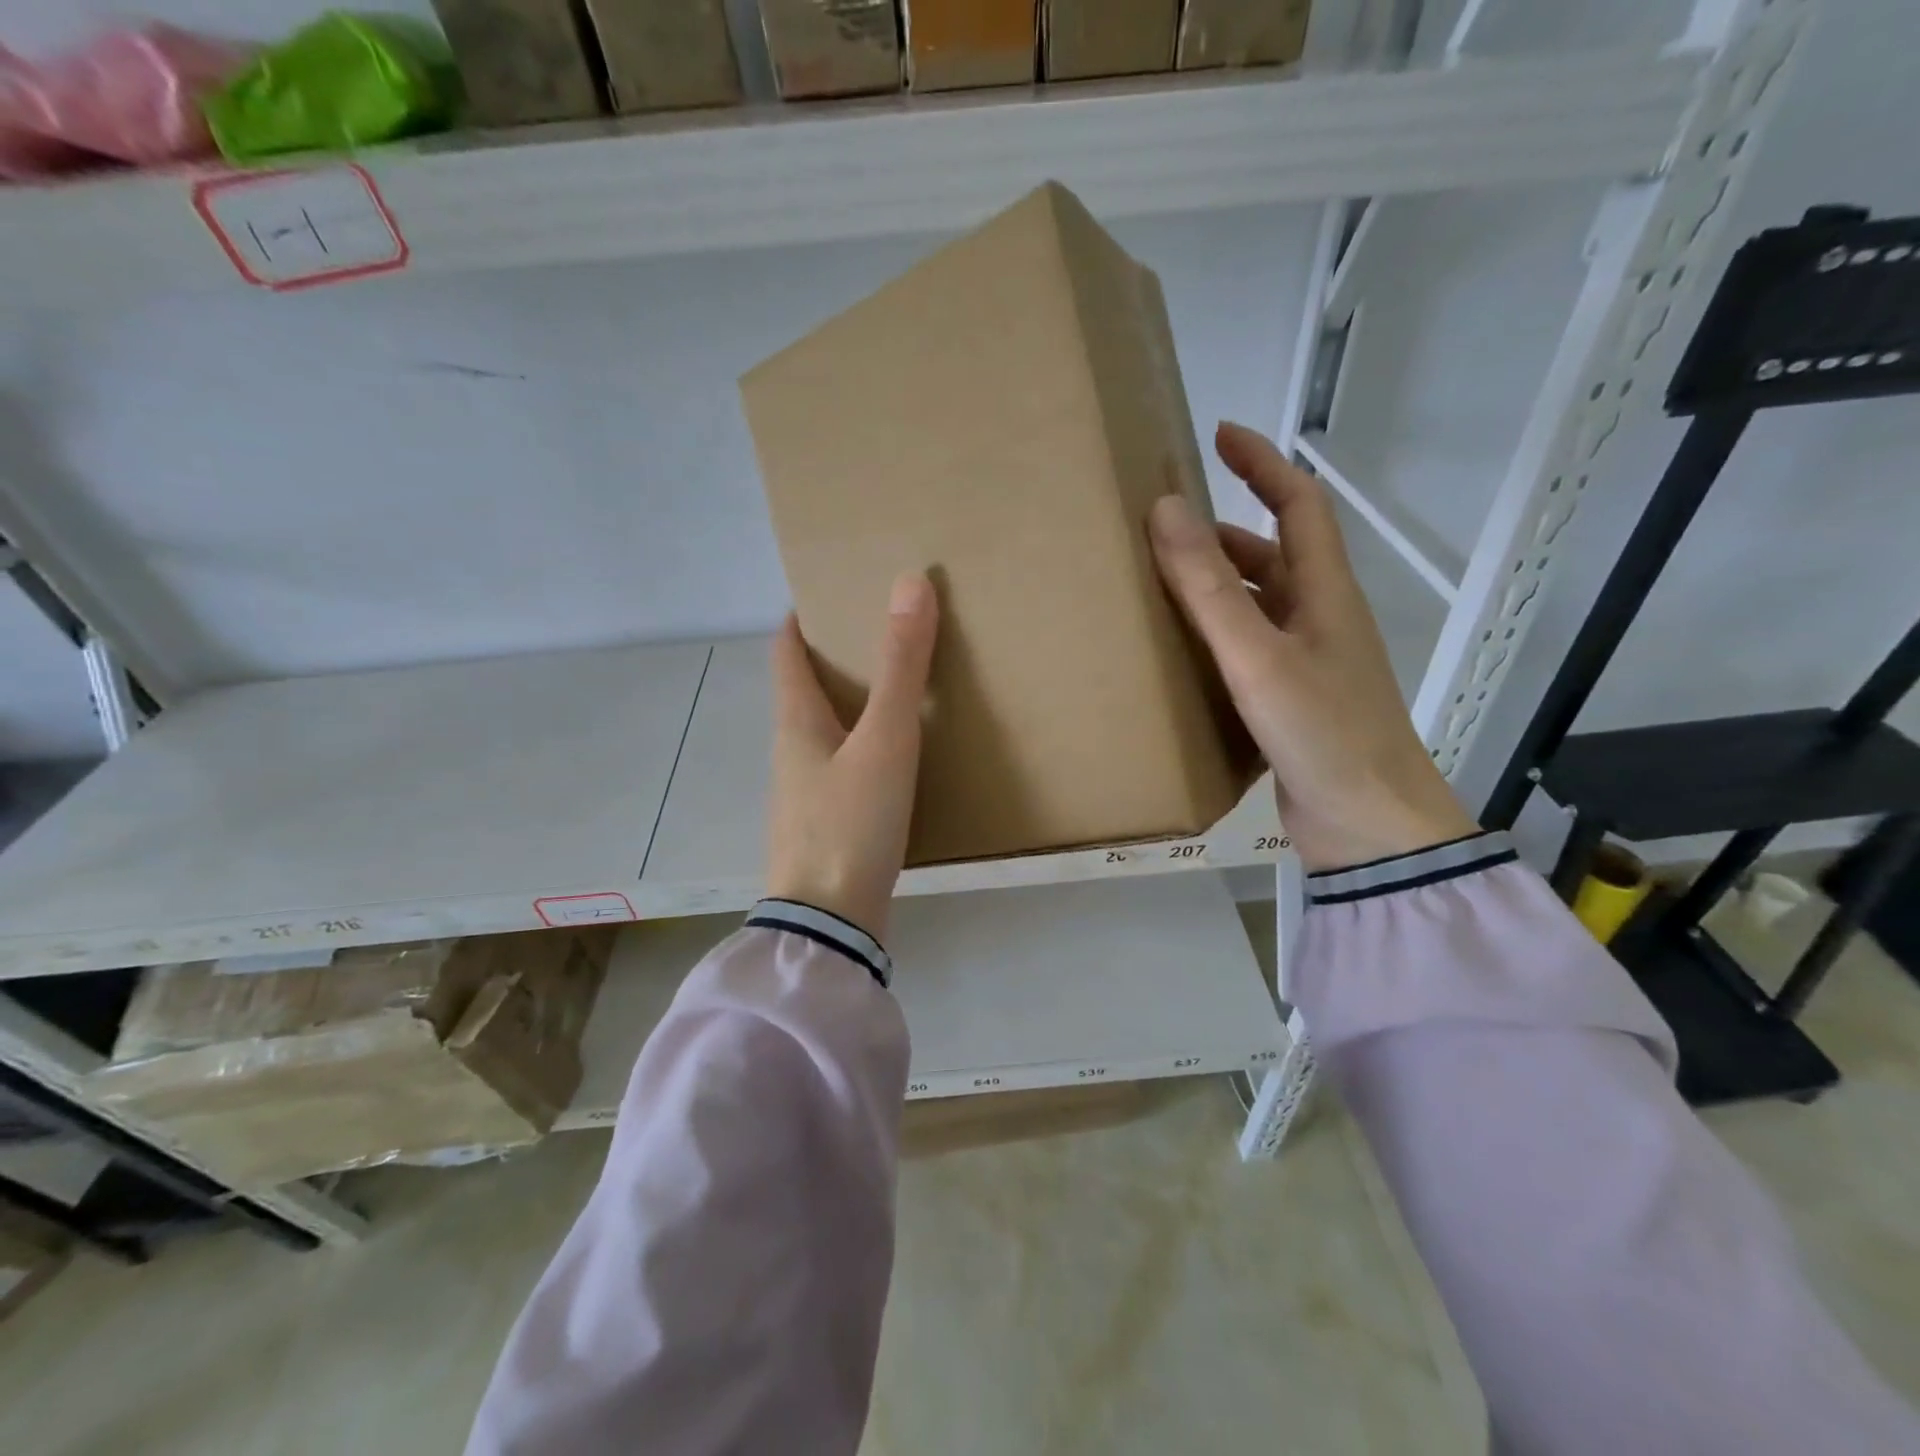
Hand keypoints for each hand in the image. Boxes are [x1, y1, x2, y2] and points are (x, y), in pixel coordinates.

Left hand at [766, 572, 938, 940]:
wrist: (831, 923)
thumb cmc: (851, 822)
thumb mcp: (885, 740)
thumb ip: (900, 667)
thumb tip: (908, 582)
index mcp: (795, 722)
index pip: (786, 652)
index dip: (803, 618)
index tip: (832, 592)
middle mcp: (792, 751)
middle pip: (805, 689)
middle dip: (836, 657)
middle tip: (881, 632)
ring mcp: (806, 792)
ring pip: (826, 730)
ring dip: (852, 704)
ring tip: (897, 688)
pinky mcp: (826, 825)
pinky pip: (843, 766)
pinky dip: (864, 746)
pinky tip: (896, 756)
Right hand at [1149, 422, 1477, 871]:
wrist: (1369, 826)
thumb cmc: (1322, 733)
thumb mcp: (1258, 657)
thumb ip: (1210, 588)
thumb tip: (1167, 508)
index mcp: (1324, 592)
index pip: (1297, 504)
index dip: (1262, 464)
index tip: (1218, 435)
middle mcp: (1319, 618)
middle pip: (1272, 554)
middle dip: (1220, 531)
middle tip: (1161, 529)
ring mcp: (1307, 662)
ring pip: (1256, 604)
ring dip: (1215, 586)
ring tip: (1157, 586)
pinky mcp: (1291, 700)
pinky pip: (1247, 648)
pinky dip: (1215, 636)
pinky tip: (1179, 653)